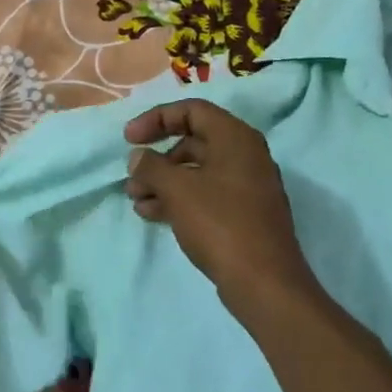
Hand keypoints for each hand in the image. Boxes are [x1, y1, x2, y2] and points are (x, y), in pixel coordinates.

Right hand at [124, 100, 319, 318]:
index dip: (156, 119)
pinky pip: (205, 195)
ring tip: (136, 200)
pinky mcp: (242, 214)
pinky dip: (178, 199)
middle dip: (157, 158)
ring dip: (163, 182)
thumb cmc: (219, 223)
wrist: (263, 280)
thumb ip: (152, 167)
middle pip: (193, 141)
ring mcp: (246, 186)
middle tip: (131, 176)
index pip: (192, 110)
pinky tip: (152, 214)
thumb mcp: (177, 190)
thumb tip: (139, 157)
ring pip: (196, 172)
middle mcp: (245, 155)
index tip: (128, 139)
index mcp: (235, 138)